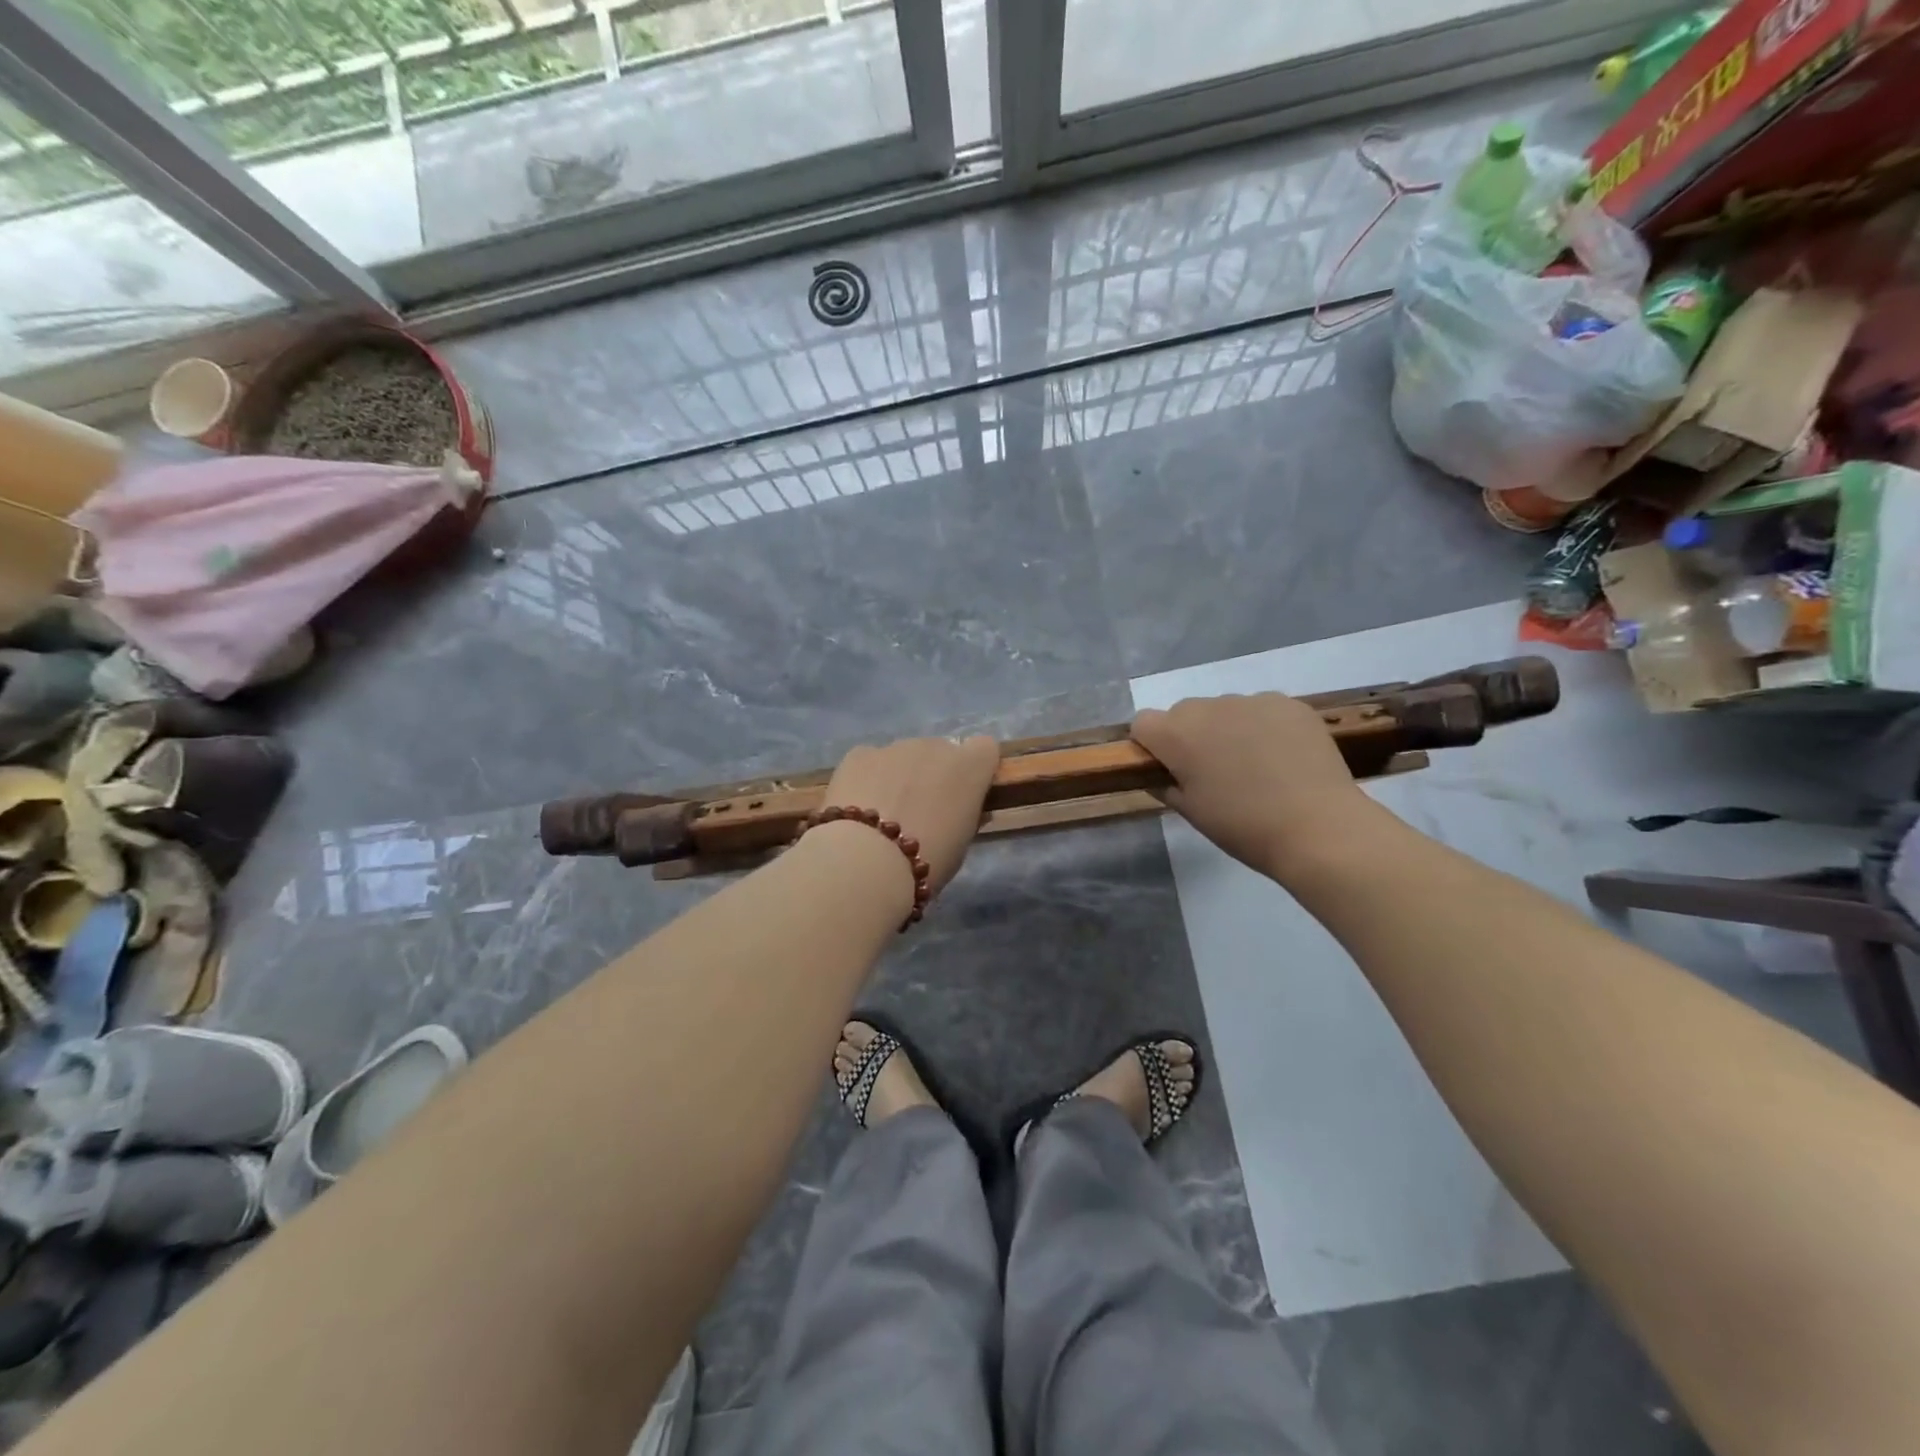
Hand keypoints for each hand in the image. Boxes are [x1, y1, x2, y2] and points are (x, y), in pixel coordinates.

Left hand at [819, 735, 998, 891]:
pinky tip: (858, 808)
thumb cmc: (928, 860)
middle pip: (940, 752)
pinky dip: (867, 779)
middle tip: (921, 812)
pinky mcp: (859, 754)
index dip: (976, 770)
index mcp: (969, 767)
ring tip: (883, 814)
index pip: (985, 749)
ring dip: (900, 777)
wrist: (868, 861)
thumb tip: (959, 809)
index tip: (966, 795)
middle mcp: (934, 747)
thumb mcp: (961, 844)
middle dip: (934, 775)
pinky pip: (870, 761)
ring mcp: (894, 747)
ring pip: (903, 757)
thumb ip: (964, 816)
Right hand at [1131, 694, 1382, 880]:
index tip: (1169, 770)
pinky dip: (1263, 728)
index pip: (1143, 723)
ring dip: (1227, 729)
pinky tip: (1282, 758)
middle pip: (1184, 713)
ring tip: (1254, 766)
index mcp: (1176, 735)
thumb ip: (1166, 784)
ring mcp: (1251, 701)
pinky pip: (1261, 710)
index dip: (1152, 745)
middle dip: (1190, 736)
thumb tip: (1162, 773)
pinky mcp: (1288, 703)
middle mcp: (1208, 707)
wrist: (1318, 827)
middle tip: (1213, 772)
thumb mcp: (1191, 812)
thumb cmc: (1243, 827)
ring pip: (1224, 710)